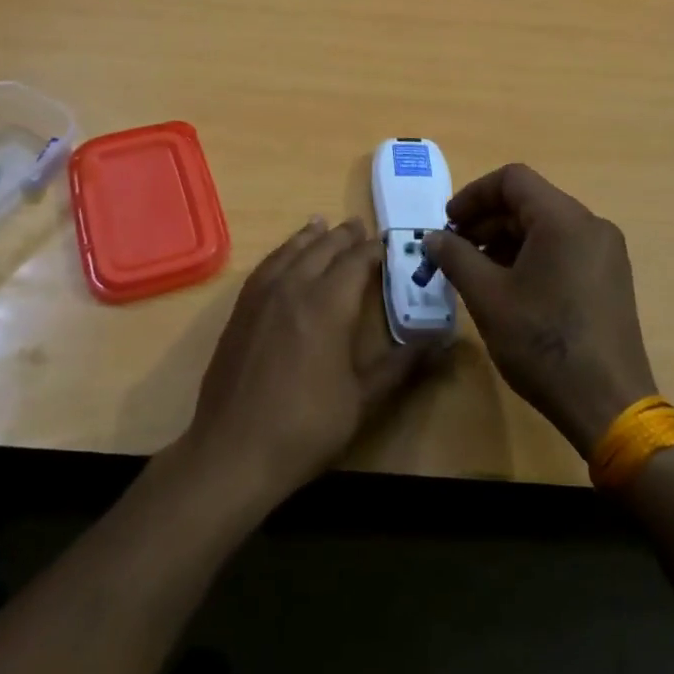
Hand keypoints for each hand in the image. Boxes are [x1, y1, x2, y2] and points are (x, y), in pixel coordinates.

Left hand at [182, 217, 429, 508]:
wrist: (234, 450)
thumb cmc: (306, 427)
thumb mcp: (362, 400)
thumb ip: (400, 366)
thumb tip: (439, 344)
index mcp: (327, 305)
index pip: (356, 261)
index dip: (374, 250)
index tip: (388, 243)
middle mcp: (294, 287)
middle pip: (322, 248)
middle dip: (343, 236)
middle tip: (359, 225)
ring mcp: (262, 296)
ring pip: (290, 251)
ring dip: (310, 236)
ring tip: (322, 223)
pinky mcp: (241, 309)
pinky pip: (266, 266)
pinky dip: (282, 252)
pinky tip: (284, 257)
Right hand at [424, 164, 656, 455]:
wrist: (608, 404)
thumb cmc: (543, 343)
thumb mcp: (488, 297)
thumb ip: (456, 257)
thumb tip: (434, 237)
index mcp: (564, 220)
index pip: (512, 180)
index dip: (473, 195)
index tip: (448, 224)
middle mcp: (591, 226)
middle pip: (529, 202)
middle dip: (487, 220)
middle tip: (455, 250)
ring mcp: (605, 253)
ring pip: (546, 226)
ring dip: (506, 240)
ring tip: (476, 272)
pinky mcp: (610, 278)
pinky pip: (563, 249)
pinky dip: (531, 256)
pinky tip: (509, 287)